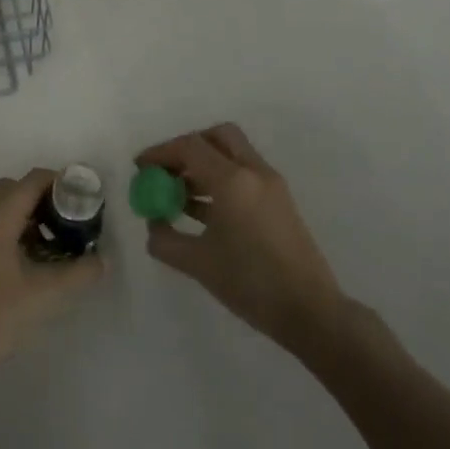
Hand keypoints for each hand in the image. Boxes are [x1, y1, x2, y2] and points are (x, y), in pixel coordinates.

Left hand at [0, 168, 104, 376]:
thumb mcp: (47, 293)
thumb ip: (80, 272)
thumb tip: (102, 260)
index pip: (32, 180)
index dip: (61, 184)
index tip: (83, 202)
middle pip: (14, 190)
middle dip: (44, 200)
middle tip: (69, 223)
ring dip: (26, 219)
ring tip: (53, 247)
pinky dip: (10, 235)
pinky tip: (28, 266)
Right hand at [137, 124, 346, 351]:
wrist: (309, 310)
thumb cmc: (250, 283)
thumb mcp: (197, 263)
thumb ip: (165, 239)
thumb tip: (153, 223)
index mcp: (234, 180)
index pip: (190, 147)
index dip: (160, 153)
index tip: (140, 168)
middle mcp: (254, 172)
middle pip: (217, 137)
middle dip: (187, 148)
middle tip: (166, 171)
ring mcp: (271, 186)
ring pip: (232, 155)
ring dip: (203, 165)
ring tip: (177, 195)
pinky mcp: (279, 202)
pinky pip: (244, 175)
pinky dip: (220, 180)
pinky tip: (201, 211)